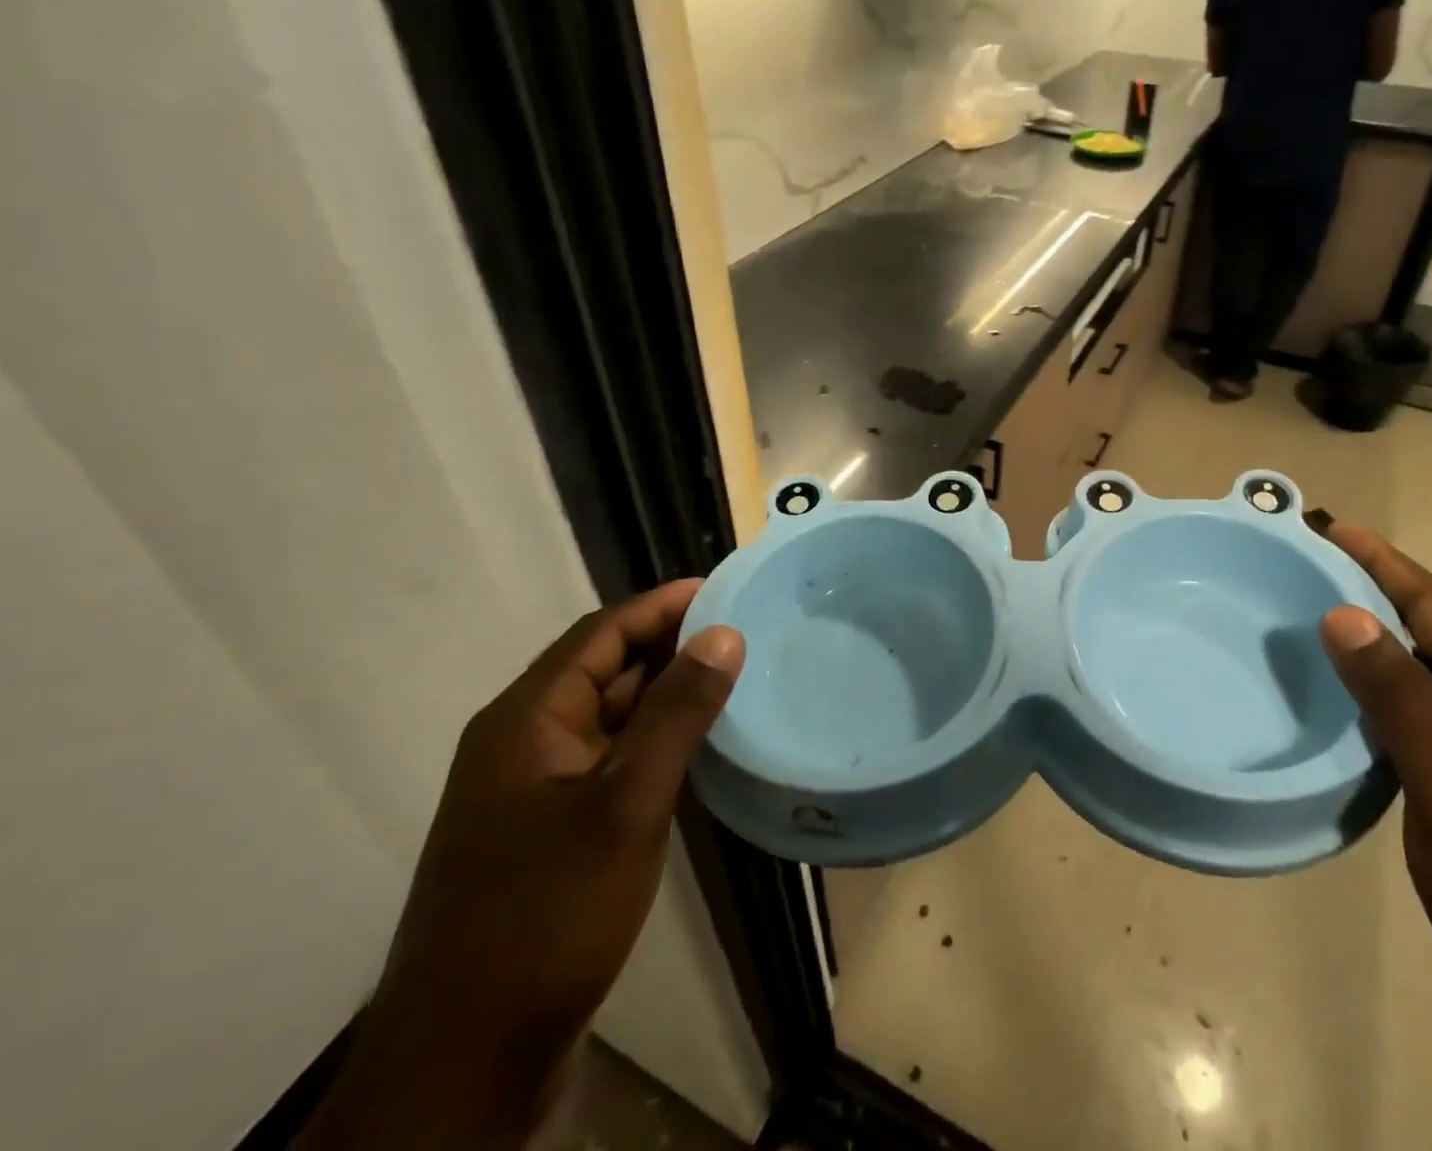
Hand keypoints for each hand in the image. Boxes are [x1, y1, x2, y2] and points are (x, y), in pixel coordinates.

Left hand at [299, 582, 745, 1150]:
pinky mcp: (549, 832)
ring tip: (734, 675)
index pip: (601, 633)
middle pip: (604, 669)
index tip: (725, 588)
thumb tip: (724, 633)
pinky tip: (700, 745)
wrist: (465, 1066)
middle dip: (670, 644)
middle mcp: (523, 742)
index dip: (662, 604)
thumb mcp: (625, 805)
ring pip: (609, 717)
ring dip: (665, 694)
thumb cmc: (547, 916)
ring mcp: (534, 790)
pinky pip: (609, 761)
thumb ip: (677, 713)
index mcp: (526, 720)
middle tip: (743, 630)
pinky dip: (654, 742)